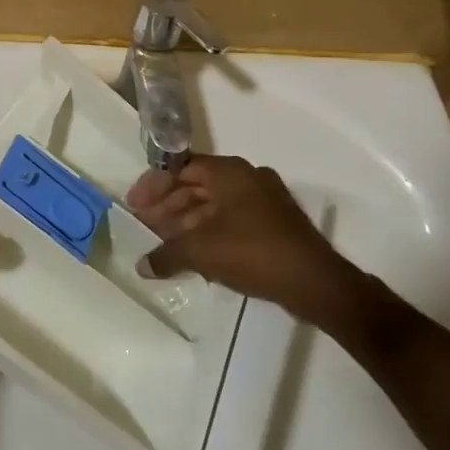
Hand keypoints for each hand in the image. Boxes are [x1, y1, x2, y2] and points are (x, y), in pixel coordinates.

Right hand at [126, 155, 353, 324]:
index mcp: (229, 171)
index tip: (135, 206)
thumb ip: (166, 254)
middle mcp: (247, 176)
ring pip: (214, 203)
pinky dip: (209, 230)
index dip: (153, 186)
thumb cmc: (252, 252)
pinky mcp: (275, 222)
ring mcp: (265, 199)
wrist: (314, 281)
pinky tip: (194, 254)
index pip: (180, 167)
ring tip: (164, 243)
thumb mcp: (201, 251)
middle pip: (196, 184)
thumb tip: (141, 265)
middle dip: (168, 206)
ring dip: (187, 221)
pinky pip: (231, 218)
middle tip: (145, 226)